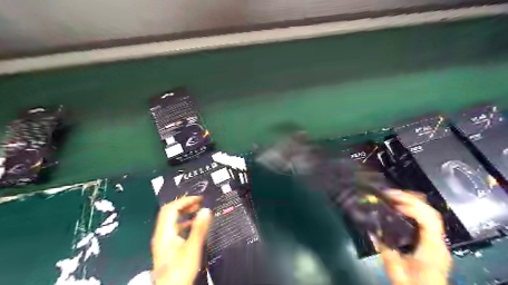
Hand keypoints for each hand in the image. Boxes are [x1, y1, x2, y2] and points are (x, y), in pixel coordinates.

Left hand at [152, 196, 212, 284]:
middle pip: (169, 212)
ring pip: (171, 220)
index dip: (185, 200)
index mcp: (164, 233)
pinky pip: (174, 228)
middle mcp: (161, 235)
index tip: (199, 199)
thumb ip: (199, 228)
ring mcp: (163, 241)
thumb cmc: (180, 271)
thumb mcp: (192, 248)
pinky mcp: (167, 246)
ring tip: (198, 210)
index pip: (171, 208)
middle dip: (184, 204)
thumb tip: (206, 210)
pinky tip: (193, 225)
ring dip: (184, 212)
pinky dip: (184, 222)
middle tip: (199, 203)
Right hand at [378, 191, 453, 284]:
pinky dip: (415, 210)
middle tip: (390, 193)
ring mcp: (438, 242)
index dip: (412, 207)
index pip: (428, 220)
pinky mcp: (433, 243)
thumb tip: (372, 230)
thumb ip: (385, 250)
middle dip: (411, 199)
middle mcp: (438, 243)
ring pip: (430, 214)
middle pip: (431, 213)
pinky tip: (402, 208)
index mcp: (432, 249)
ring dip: (413, 202)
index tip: (393, 203)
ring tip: (394, 196)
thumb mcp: (395, 270)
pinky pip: (427, 220)